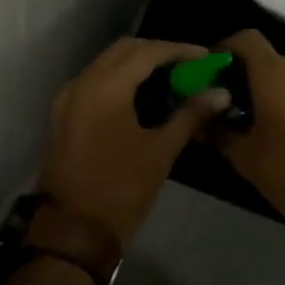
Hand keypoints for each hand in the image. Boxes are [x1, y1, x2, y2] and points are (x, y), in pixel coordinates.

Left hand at [39, 37, 231, 246]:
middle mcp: (82, 84)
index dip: (178, 50)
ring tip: (170, 76)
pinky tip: (143, 93)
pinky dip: (120, 77)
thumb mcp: (160, 152)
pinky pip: (96, 79)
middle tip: (188, 64)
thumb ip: (190, 115)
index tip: (204, 57)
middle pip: (124, 50)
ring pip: (107, 62)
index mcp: (105, 89)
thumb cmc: (120, 191)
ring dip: (138, 62)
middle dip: (158, 51)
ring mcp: (68, 98)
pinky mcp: (63, 113)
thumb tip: (221, 93)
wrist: (71, 234)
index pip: (146, 52)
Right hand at [213, 30, 284, 238]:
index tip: (215, 70)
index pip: (247, 39)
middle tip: (235, 105)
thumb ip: (217, 131)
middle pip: (269, 59)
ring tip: (265, 121)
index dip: (227, 48)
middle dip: (250, 76)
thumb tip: (198, 119)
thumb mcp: (245, 156)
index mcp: (276, 73)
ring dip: (276, 89)